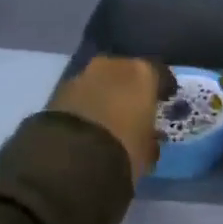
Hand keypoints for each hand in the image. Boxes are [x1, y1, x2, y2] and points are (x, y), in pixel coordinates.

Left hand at [49, 56, 173, 180]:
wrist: (71, 158)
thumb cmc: (124, 149)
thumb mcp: (147, 151)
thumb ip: (150, 139)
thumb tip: (149, 139)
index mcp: (141, 73)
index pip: (159, 73)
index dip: (163, 87)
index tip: (165, 100)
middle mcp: (112, 65)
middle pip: (126, 72)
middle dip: (130, 87)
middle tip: (134, 107)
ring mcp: (82, 75)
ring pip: (100, 81)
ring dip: (105, 94)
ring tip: (108, 117)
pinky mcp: (58, 91)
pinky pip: (81, 95)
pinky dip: (86, 104)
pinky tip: (89, 123)